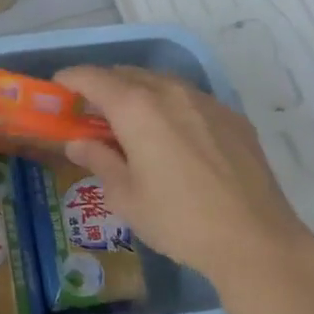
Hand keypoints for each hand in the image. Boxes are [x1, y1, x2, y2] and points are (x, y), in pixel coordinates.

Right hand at [55, 65, 313, 278]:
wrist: (255, 240)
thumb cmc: (179, 220)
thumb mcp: (126, 196)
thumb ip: (99, 160)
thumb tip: (78, 143)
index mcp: (136, 107)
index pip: (92, 77)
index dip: (70, 79)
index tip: (58, 88)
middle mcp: (169, 91)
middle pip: (126, 74)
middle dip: (103, 85)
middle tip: (90, 111)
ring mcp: (205, 101)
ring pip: (160, 82)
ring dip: (137, 92)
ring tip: (130, 121)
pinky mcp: (232, 117)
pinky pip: (189, 98)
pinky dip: (169, 106)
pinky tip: (172, 136)